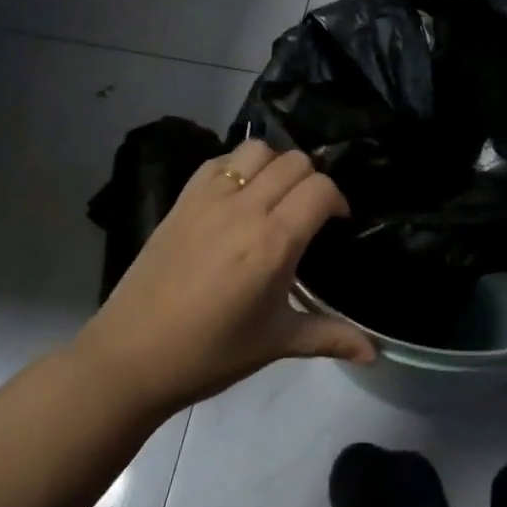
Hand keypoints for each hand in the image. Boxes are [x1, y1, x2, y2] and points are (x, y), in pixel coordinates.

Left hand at [73, 139, 374, 415]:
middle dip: (312, 180)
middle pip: (294, 161)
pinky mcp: (181, 200)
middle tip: (309, 213)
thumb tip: (375, 352)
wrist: (132, 356)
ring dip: (275, 165)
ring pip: (256, 150)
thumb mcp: (276, 343)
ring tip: (275, 197)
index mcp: (273, 243)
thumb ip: (330, 336)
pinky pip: (219, 162)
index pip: (321, 189)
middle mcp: (244, 209)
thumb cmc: (210, 353)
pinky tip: (238, 196)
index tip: (336, 223)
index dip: (337, 200)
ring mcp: (208, 199)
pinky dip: (238, 166)